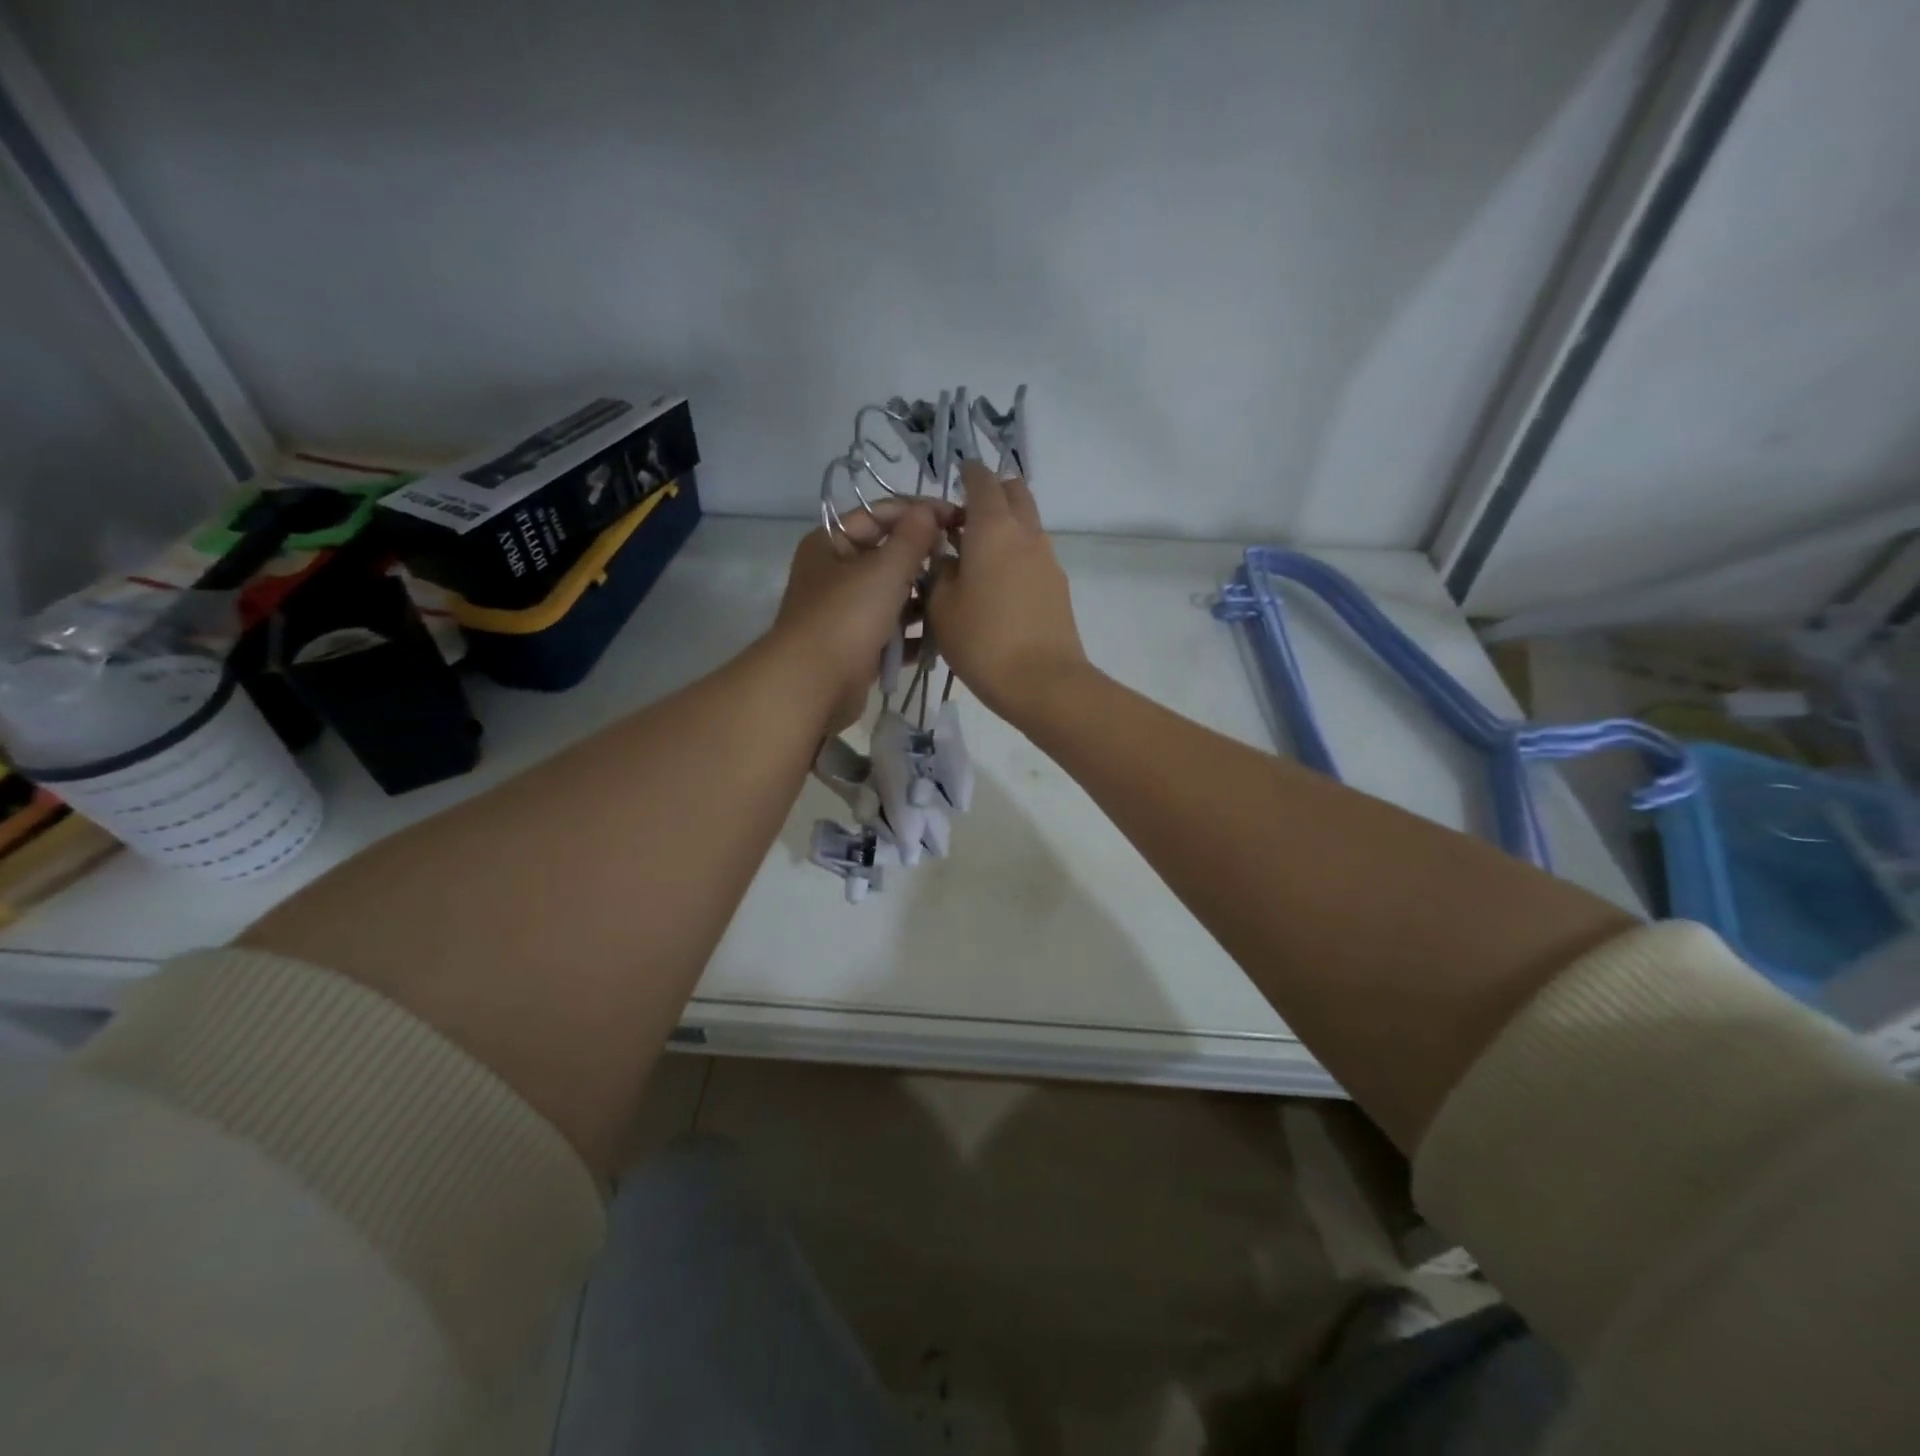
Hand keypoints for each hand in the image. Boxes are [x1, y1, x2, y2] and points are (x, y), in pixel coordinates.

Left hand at [773, 499, 950, 733]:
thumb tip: (929, 511)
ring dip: (922, 599)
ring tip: (956, 599)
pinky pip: (892, 631)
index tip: (958, 518)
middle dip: (923, 559)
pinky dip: (913, 633)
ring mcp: (845, 612)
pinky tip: (942, 635)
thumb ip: (912, 538)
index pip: (879, 514)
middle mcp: (835, 574)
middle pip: (887, 556)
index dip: (919, 512)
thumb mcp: (884, 569)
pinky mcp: (857, 646)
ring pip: (892, 596)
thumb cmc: (846, 617)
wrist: (813, 685)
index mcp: (832, 543)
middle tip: (962, 561)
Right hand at [928, 462, 1089, 723]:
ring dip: (1004, 526)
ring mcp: (1047, 559)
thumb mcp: (941, 607)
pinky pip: (1033, 554)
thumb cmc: (982, 641)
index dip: (968, 473)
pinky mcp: (1057, 586)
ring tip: (975, 556)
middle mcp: (1026, 533)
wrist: (1043, 682)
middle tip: (963, 518)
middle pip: (1014, 492)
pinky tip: (996, 584)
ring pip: (1027, 523)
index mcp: (993, 528)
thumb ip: (939, 572)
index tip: (955, 476)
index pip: (982, 480)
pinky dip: (1015, 553)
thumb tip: (947, 559)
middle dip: (992, 493)